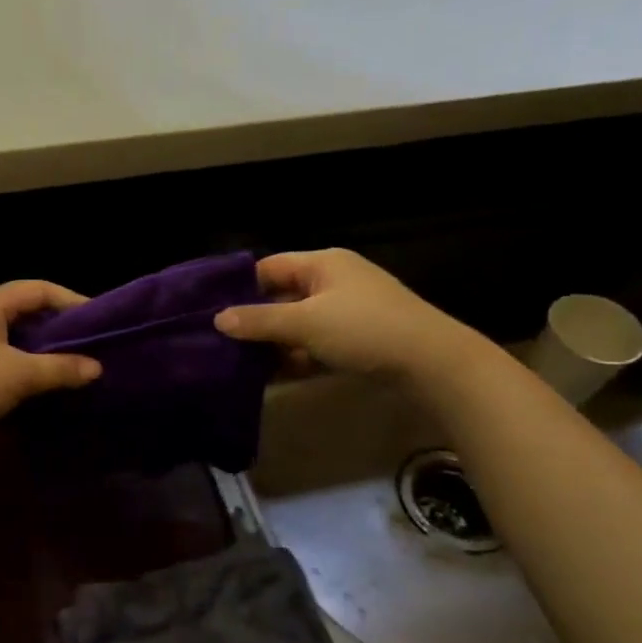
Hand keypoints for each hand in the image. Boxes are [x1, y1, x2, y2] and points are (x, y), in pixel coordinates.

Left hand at [0, 280, 101, 436]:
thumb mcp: (20, 375)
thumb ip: (61, 368)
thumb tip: (96, 368)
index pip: (38, 289)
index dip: (70, 301)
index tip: (97, 320)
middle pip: (22, 310)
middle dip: (54, 326)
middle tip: (84, 345)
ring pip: (7, 335)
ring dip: (35, 348)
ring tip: (63, 366)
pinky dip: (16, 364)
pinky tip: (31, 384)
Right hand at [213, 249, 469, 377]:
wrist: (431, 362)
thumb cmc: (363, 329)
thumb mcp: (305, 323)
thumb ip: (260, 321)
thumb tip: (218, 319)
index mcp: (322, 264)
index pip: (268, 267)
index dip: (239, 287)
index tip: (210, 310)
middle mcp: (333, 282)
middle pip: (281, 297)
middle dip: (254, 321)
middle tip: (219, 342)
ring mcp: (347, 313)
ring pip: (297, 325)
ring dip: (273, 344)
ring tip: (238, 365)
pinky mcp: (356, 341)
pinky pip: (315, 345)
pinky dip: (295, 358)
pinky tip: (271, 378)